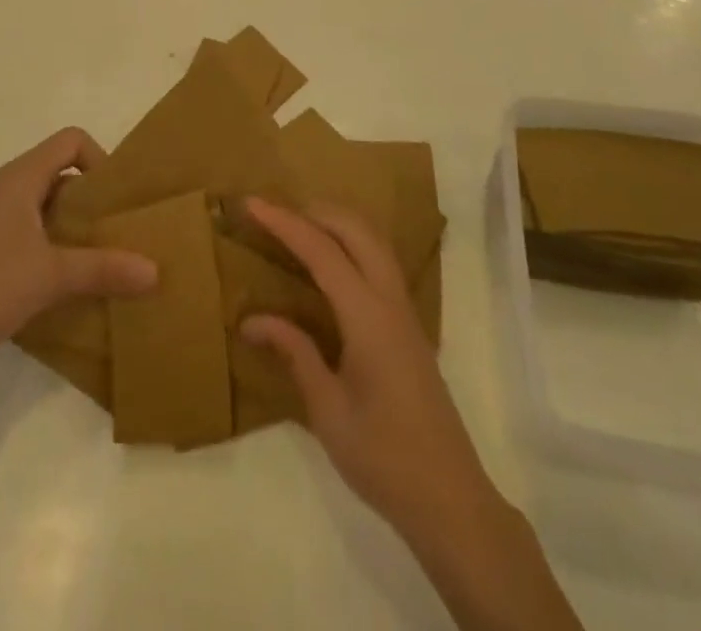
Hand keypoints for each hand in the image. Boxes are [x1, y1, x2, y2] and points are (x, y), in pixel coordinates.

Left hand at [0, 128, 157, 383]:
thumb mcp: (51, 276)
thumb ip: (104, 269)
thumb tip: (156, 271)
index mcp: (22, 178)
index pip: (72, 141)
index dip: (100, 159)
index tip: (117, 200)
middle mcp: (7, 190)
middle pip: (62, 175)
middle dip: (94, 201)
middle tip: (121, 234)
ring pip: (46, 210)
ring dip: (75, 230)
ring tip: (101, 264)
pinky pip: (30, 236)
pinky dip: (53, 251)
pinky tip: (64, 287)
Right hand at [240, 199, 499, 545]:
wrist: (450, 498)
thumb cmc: (384, 458)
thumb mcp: (328, 410)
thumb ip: (294, 353)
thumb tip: (250, 320)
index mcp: (368, 317)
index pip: (322, 252)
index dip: (285, 223)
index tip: (252, 203)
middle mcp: (390, 301)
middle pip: (356, 230)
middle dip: (315, 211)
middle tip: (274, 213)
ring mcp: (405, 310)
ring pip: (374, 241)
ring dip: (337, 222)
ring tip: (299, 225)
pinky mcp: (409, 324)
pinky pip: (380, 261)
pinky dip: (352, 242)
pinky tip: (332, 261)